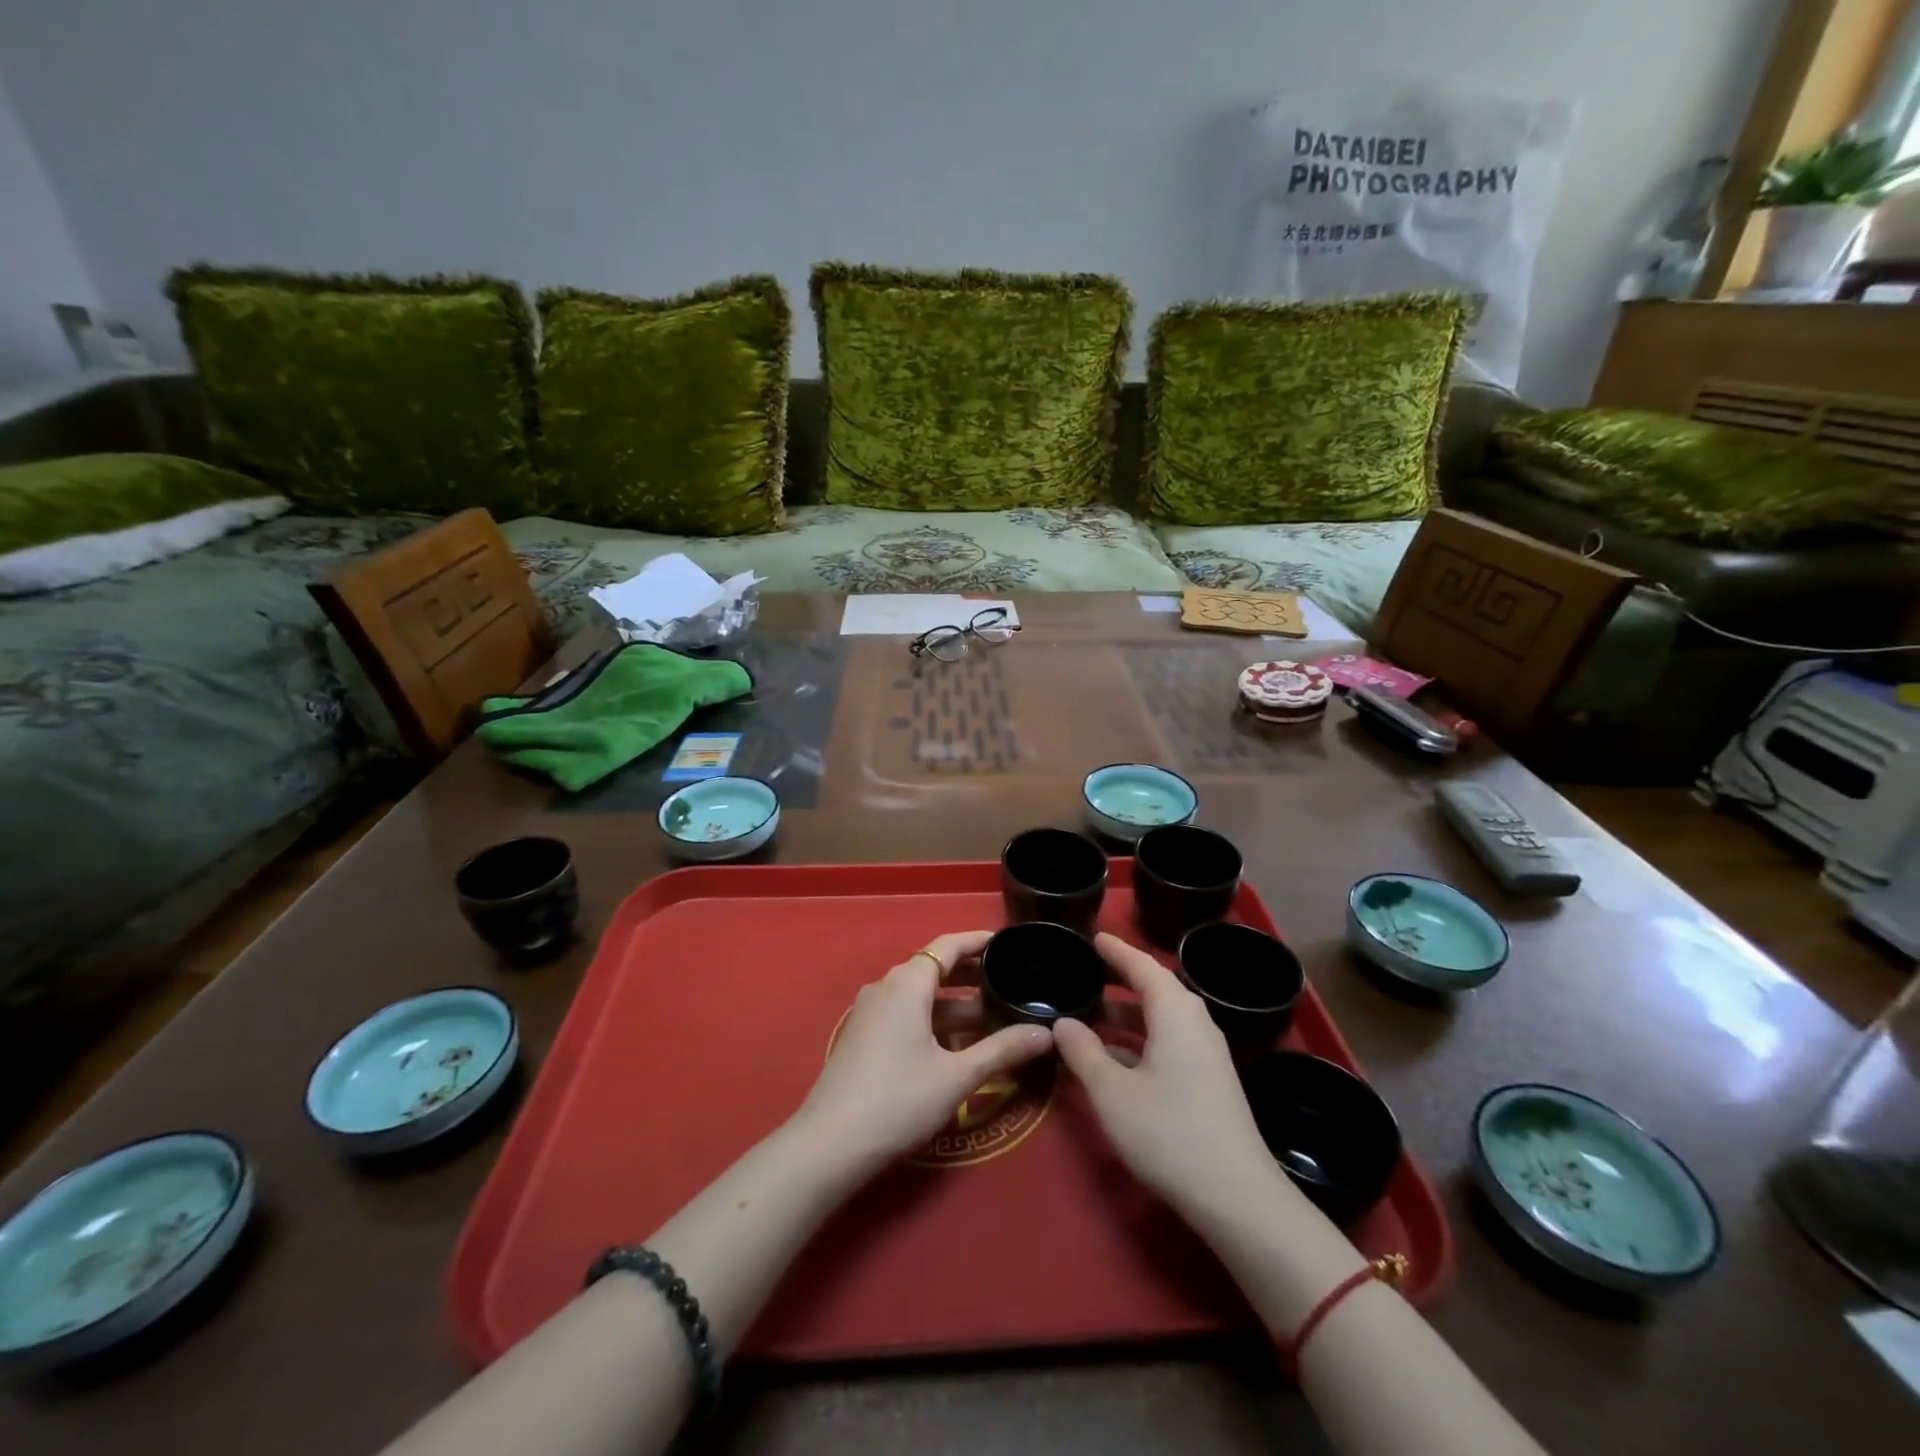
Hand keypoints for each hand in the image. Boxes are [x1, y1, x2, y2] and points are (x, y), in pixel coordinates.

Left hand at [794, 932, 1053, 1172]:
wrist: (829, 1144)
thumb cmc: (898, 1100)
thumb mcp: (957, 1076)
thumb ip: (1003, 1050)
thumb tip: (1046, 1033)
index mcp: (907, 983)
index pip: (948, 945)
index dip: (979, 941)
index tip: (1009, 944)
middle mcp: (887, 987)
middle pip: (934, 968)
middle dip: (973, 975)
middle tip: (1011, 983)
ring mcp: (871, 1012)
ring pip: (921, 996)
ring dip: (956, 1004)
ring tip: (994, 1018)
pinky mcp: (864, 1036)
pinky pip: (906, 1014)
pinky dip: (935, 1020)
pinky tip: (958, 1045)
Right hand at [1054, 934, 1282, 1222]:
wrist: (1238, 1198)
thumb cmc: (1169, 1134)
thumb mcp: (1113, 1093)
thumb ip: (1083, 1052)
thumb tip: (1063, 1022)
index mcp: (1175, 1013)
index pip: (1143, 966)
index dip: (1116, 950)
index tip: (1093, 937)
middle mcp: (1196, 1023)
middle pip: (1156, 988)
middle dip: (1121, 979)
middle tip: (1087, 971)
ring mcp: (1207, 1054)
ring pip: (1163, 1018)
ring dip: (1129, 1013)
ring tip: (1092, 1014)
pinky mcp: (1210, 1081)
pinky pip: (1171, 1040)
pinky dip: (1142, 1038)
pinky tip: (1116, 1058)